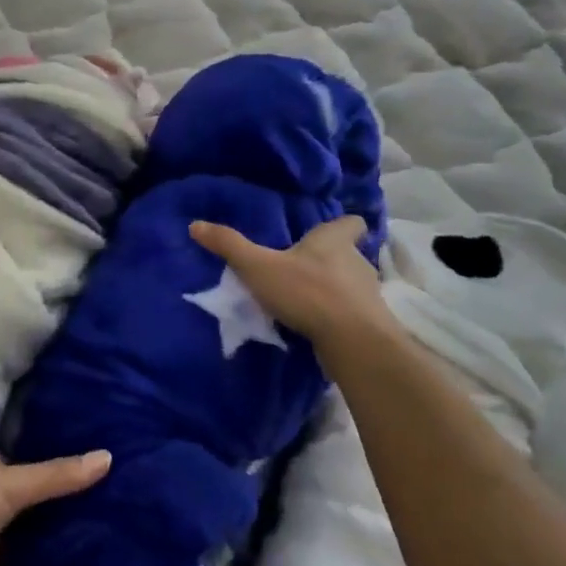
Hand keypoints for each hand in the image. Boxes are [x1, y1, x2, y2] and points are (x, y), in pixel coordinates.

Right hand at [190, 215, 394, 347]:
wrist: (354, 342)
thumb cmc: (307, 292)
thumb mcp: (258, 267)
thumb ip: (229, 246)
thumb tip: (194, 224)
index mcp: (333, 241)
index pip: (351, 223)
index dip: (344, 225)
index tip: (332, 230)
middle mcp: (357, 262)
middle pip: (349, 254)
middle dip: (331, 260)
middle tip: (304, 267)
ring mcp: (368, 294)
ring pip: (352, 285)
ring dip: (335, 290)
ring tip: (308, 299)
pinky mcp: (371, 324)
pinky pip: (353, 313)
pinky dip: (339, 316)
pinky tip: (319, 327)